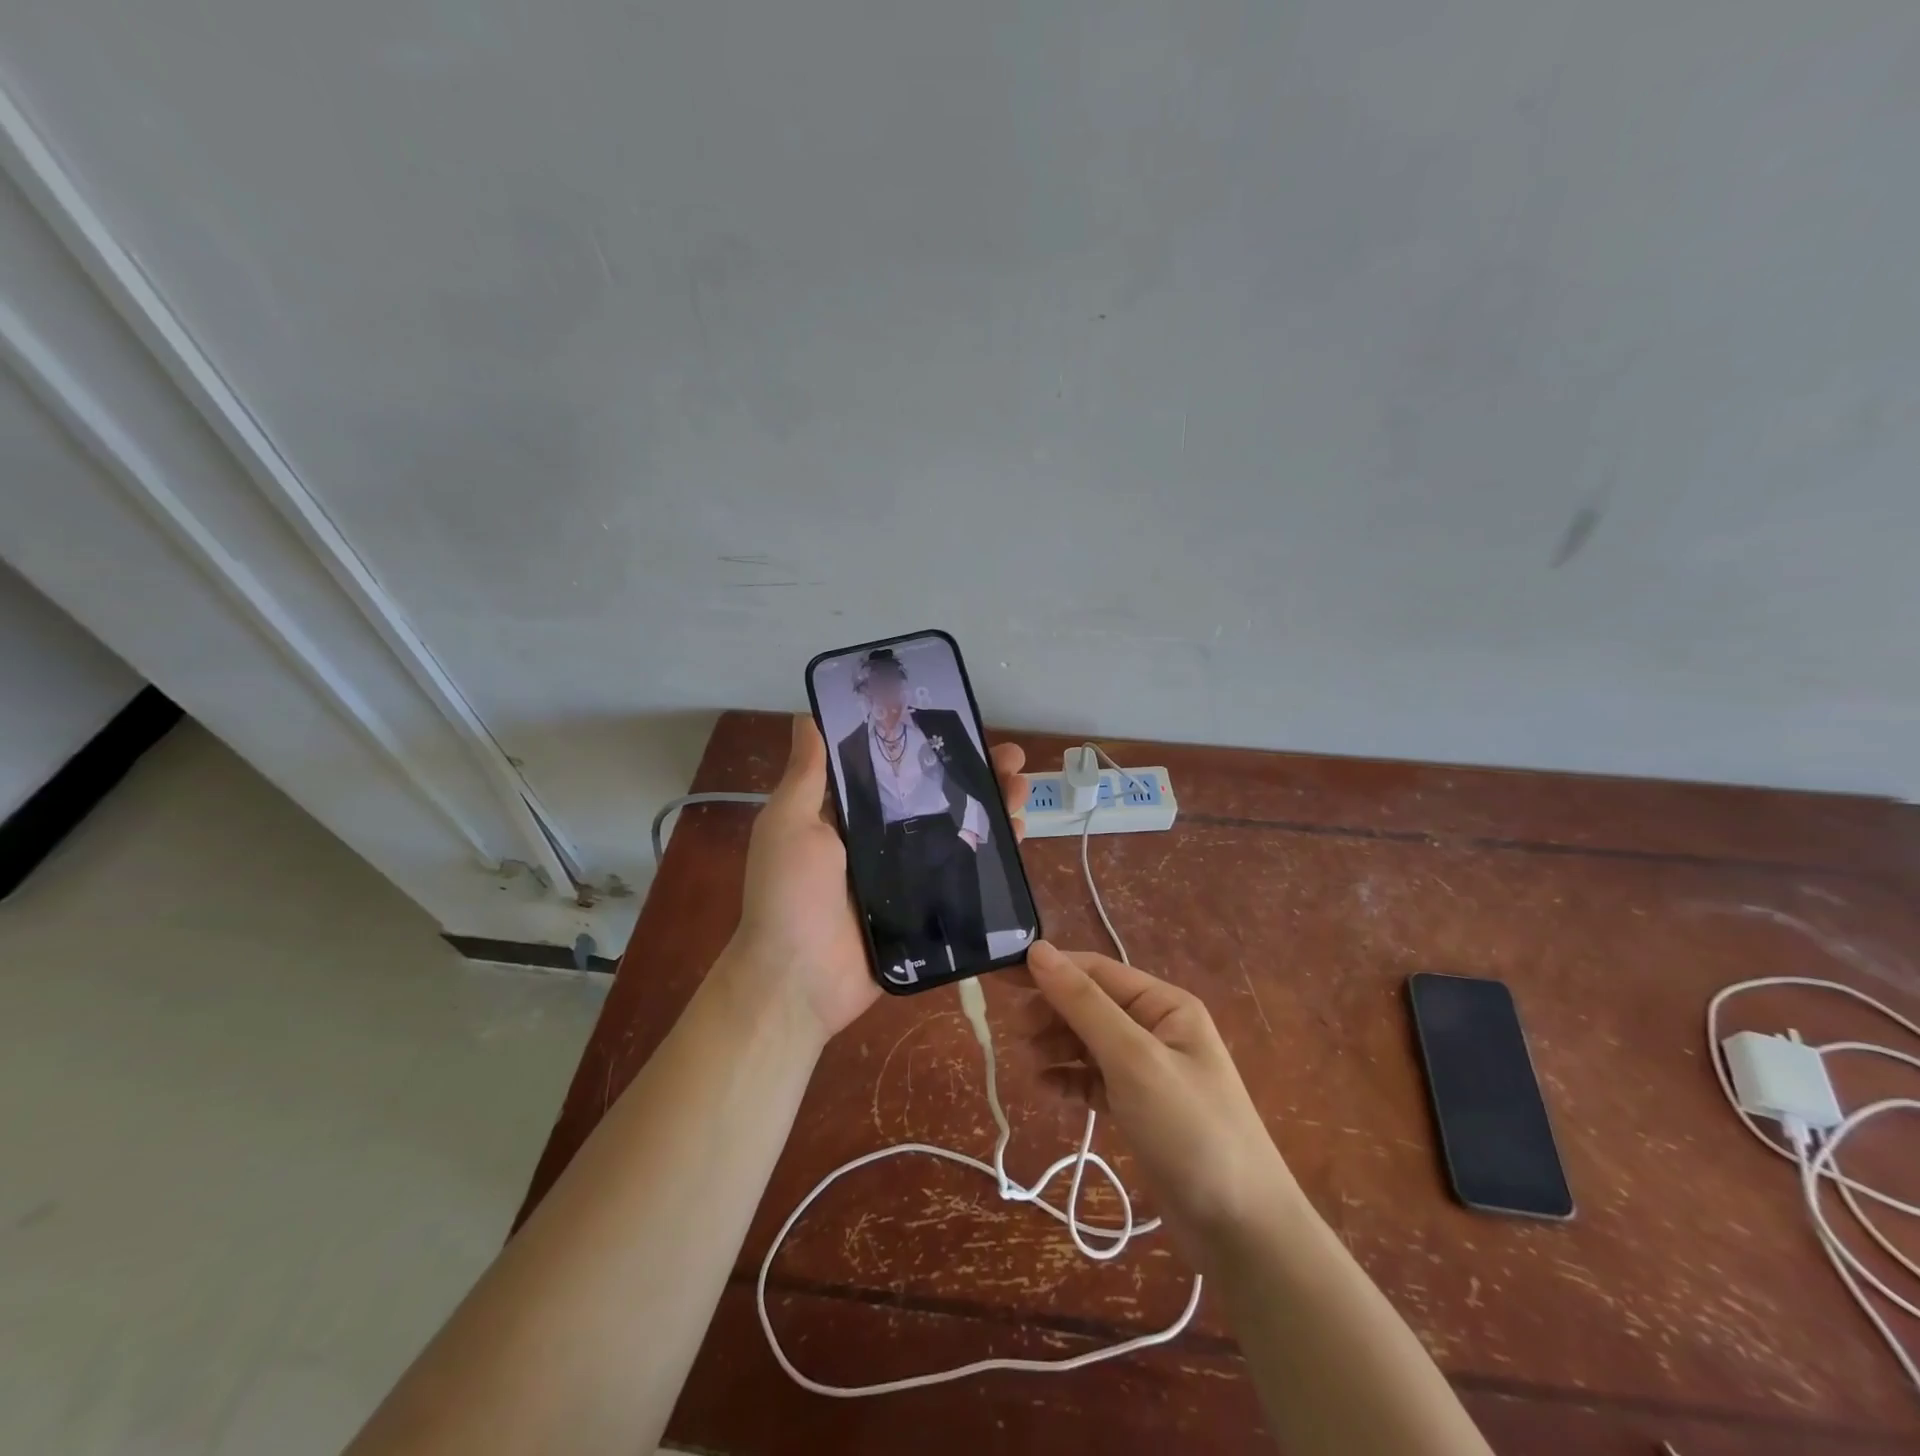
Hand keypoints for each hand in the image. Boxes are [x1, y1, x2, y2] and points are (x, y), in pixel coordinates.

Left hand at [727, 715, 1027, 1043]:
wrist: (799, 982)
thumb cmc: (789, 895)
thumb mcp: (789, 825)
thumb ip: (807, 776)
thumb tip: (808, 717)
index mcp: (849, 817)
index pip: (897, 770)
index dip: (929, 747)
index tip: (961, 725)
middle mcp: (882, 842)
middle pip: (937, 799)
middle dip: (975, 775)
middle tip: (1011, 759)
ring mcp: (908, 877)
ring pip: (958, 833)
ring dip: (992, 808)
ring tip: (1022, 788)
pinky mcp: (928, 910)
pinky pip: (964, 876)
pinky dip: (993, 856)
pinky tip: (1019, 834)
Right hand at [1013, 942, 1298, 1262]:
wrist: (1242, 1232)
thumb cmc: (1189, 1129)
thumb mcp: (1132, 1058)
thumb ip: (1083, 1003)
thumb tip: (1037, 950)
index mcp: (1164, 1005)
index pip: (1095, 971)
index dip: (1049, 971)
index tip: (1000, 980)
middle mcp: (1156, 1029)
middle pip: (1090, 1005)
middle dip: (1051, 1012)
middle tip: (1015, 1032)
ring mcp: (1148, 1071)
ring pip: (1088, 1042)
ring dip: (1056, 1046)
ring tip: (1029, 1063)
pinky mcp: (1139, 1108)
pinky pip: (1094, 1080)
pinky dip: (1069, 1080)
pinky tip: (1047, 1089)